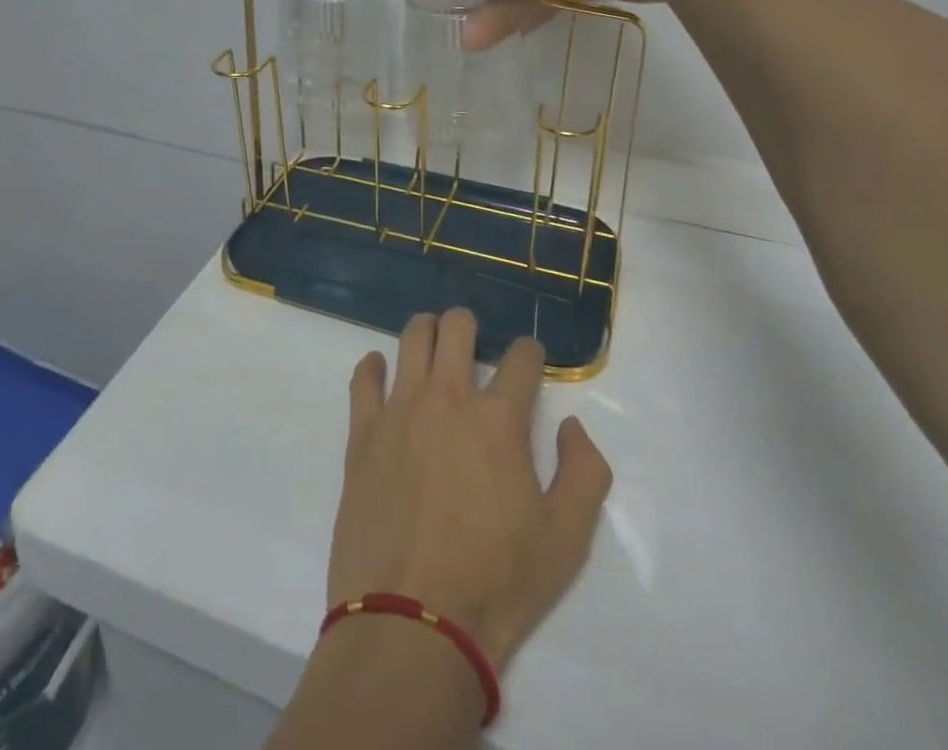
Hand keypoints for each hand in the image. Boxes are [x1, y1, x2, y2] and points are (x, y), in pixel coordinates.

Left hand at [327, 309, 612, 669]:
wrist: (412, 622)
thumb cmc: (495, 582)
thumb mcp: (567, 540)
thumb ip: (584, 473)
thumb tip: (570, 426)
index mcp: (499, 418)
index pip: (522, 357)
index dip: (532, 354)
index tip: (531, 364)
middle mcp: (448, 397)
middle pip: (458, 326)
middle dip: (471, 327)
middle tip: (475, 348)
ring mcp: (400, 409)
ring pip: (412, 337)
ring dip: (427, 331)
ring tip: (434, 348)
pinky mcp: (363, 431)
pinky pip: (363, 377)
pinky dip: (374, 367)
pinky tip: (383, 373)